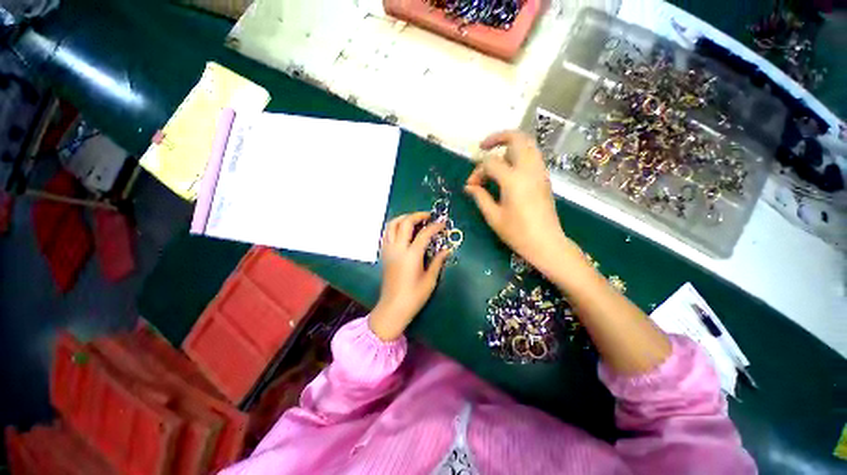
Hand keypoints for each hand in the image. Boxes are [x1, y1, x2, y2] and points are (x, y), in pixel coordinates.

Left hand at [369, 212, 450, 340]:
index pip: (424, 234)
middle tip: (428, 216)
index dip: (435, 226)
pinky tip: (402, 230)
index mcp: (411, 255)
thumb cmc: (414, 296)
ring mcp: (388, 250)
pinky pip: (386, 233)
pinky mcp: (384, 254)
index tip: (443, 223)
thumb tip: (446, 250)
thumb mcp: (430, 280)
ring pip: (392, 225)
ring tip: (414, 219)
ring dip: (403, 217)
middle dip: (417, 215)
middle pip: (405, 223)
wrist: (393, 307)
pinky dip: (394, 226)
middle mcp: (398, 249)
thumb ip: (438, 262)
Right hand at [465, 130, 569, 270]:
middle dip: (498, 137)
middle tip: (483, 147)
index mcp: (513, 180)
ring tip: (495, 158)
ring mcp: (540, 172)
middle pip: (517, 138)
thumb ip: (480, 197)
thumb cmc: (518, 232)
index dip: (477, 171)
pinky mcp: (544, 178)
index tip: (471, 185)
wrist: (546, 243)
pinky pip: (532, 156)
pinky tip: (509, 169)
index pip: (490, 163)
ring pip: (527, 144)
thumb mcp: (493, 216)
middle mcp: (529, 169)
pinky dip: (519, 154)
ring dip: (510, 145)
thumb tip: (469, 186)